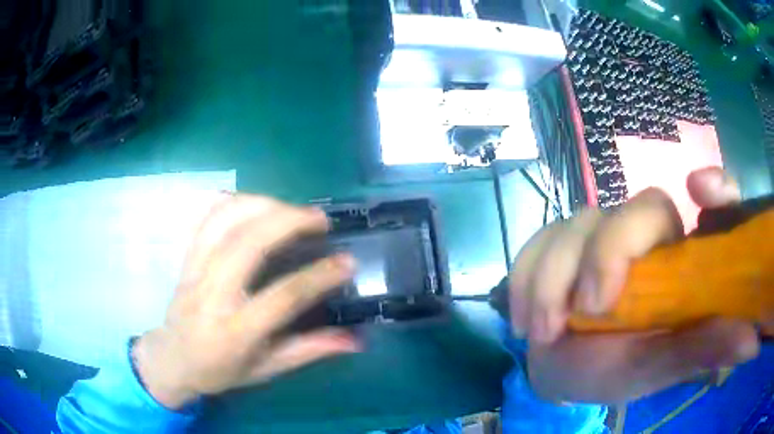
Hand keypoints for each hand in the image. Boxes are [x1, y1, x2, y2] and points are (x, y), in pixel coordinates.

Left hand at [132, 194, 358, 409]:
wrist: (173, 359)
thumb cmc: (220, 370)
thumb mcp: (266, 369)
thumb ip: (309, 351)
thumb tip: (355, 340)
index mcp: (236, 332)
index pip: (282, 297)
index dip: (319, 277)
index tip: (347, 262)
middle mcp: (213, 295)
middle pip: (249, 244)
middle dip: (288, 222)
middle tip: (319, 219)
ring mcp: (195, 271)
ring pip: (225, 222)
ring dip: (262, 205)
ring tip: (290, 209)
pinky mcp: (187, 258)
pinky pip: (206, 218)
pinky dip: (232, 202)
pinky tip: (255, 204)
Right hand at [509, 168, 759, 403]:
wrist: (559, 373)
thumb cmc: (613, 373)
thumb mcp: (654, 369)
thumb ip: (698, 350)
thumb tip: (751, 338)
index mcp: (683, 262)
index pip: (711, 206)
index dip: (713, 189)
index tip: (699, 190)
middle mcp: (650, 237)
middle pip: (639, 208)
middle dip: (606, 254)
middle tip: (582, 311)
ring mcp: (602, 233)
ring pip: (580, 222)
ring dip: (552, 280)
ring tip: (539, 333)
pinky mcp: (560, 242)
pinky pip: (539, 239)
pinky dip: (525, 276)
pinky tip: (522, 315)